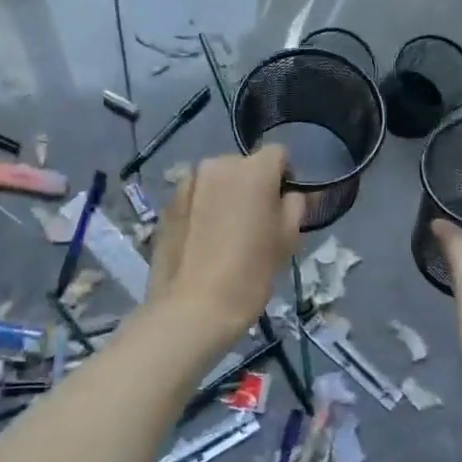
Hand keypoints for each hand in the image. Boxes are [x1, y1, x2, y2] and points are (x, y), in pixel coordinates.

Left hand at [147, 147, 303, 348]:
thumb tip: (290, 194)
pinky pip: (194, 197)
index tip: (283, 205)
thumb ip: (295, 206)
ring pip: (216, 181)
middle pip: (243, 166)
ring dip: (224, 196)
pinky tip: (203, 241)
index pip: (278, 154)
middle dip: (252, 186)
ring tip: (226, 233)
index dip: (285, 176)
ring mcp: (187, 183)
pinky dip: (202, 209)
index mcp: (252, 169)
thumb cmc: (250, 273)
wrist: (192, 308)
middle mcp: (216, 165)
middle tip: (255, 222)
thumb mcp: (287, 240)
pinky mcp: (166, 204)